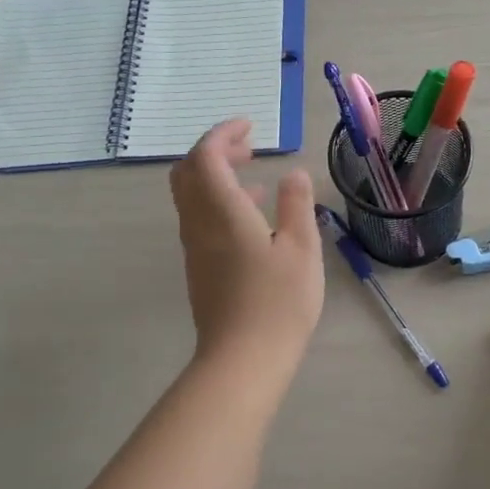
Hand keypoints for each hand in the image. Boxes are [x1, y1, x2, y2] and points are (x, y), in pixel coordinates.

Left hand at [170, 119, 323, 367]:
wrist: (242, 361)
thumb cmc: (278, 302)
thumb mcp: (301, 249)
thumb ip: (296, 204)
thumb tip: (292, 173)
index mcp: (222, 211)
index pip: (206, 156)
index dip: (223, 134)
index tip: (250, 127)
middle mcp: (199, 223)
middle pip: (188, 172)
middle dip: (213, 151)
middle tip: (248, 148)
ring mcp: (195, 247)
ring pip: (191, 196)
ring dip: (215, 176)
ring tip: (253, 175)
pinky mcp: (199, 267)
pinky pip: (199, 218)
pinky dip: (218, 201)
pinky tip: (252, 217)